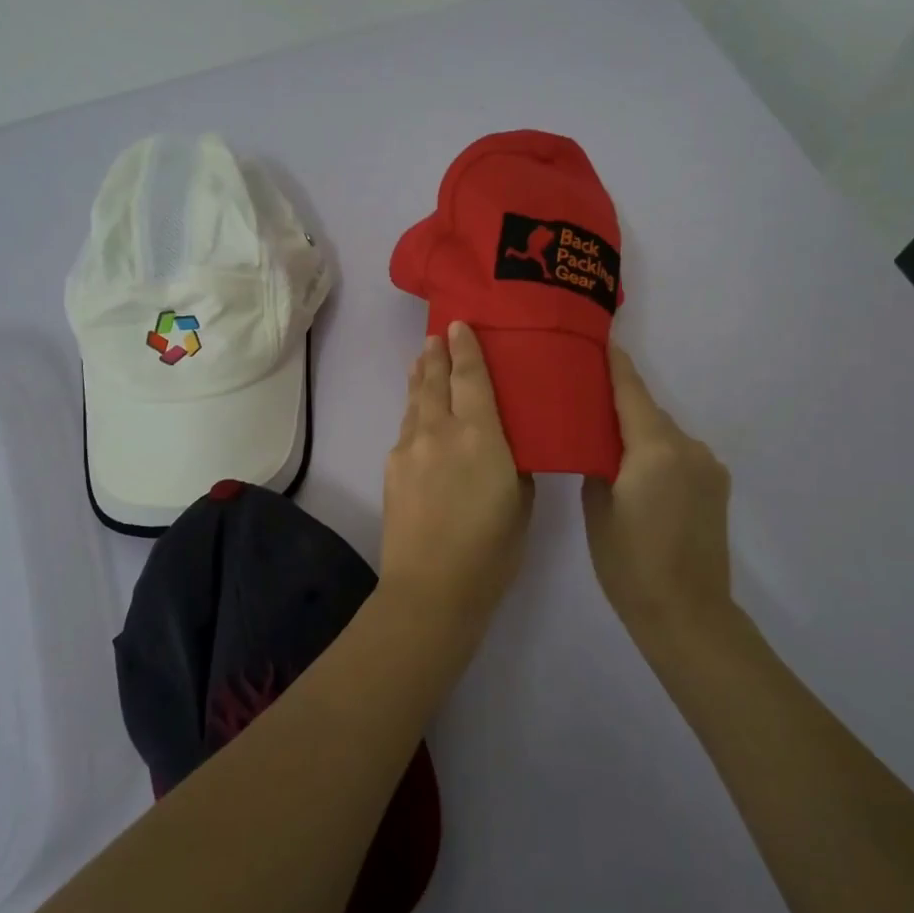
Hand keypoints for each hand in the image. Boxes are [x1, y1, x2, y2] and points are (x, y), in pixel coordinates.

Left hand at [379, 322, 533, 619]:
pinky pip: (406, 427)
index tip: (458, 324)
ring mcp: (410, 448)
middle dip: (437, 354)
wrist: (431, 587)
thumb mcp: (520, 502)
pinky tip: (417, 413)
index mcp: (480, 435)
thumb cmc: (491, 550)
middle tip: (437, 335)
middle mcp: (440, 430)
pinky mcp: (392, 467)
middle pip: (435, 380)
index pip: (470, 377)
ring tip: (423, 360)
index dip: (465, 348)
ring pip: (415, 401)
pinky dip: (414, 411)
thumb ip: (514, 464)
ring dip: (421, 377)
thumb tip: (505, 446)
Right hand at [582, 345, 732, 638]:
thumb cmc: (629, 563)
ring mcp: (708, 466)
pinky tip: (638, 473)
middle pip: (647, 411)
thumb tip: (601, 445)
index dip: (613, 365)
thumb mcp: (597, 508)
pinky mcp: (717, 485)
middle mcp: (688, 447)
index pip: (630, 391)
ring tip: (607, 443)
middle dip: (619, 403)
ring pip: (663, 434)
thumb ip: (599, 463)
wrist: (687, 613)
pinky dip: (657, 453)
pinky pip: (678, 454)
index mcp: (654, 448)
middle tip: (584, 399)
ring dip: (638, 432)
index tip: (597, 341)